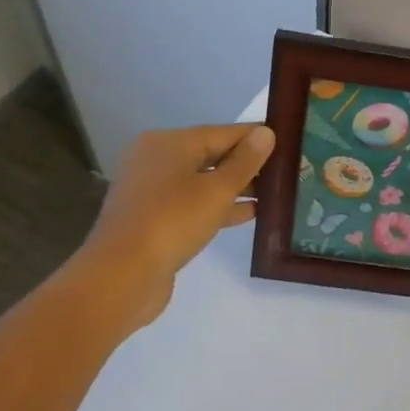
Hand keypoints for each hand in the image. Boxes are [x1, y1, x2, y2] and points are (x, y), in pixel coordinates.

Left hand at [76, 123, 275, 329]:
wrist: (120, 278)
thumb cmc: (172, 222)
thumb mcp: (217, 189)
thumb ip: (245, 161)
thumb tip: (266, 133)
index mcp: (169, 143)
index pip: (223, 132)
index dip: (256, 138)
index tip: (288, 143)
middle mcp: (156, 160)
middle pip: (212, 155)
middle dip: (247, 164)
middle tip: (286, 171)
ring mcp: (152, 192)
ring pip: (203, 182)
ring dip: (236, 187)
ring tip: (274, 193)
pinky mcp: (153, 220)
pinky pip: (193, 204)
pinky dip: (218, 207)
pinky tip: (249, 214)